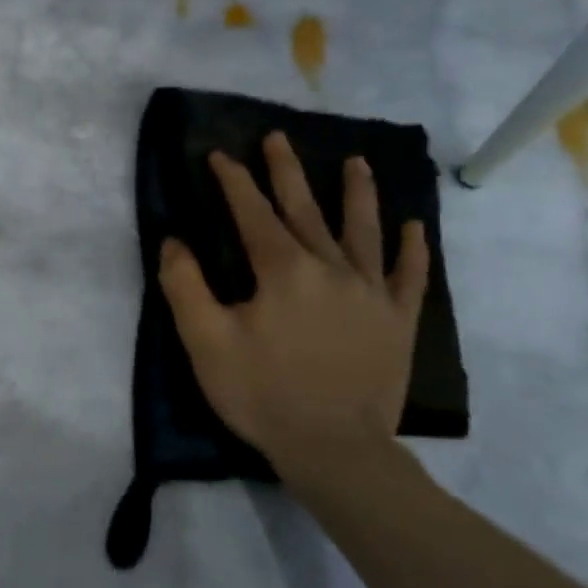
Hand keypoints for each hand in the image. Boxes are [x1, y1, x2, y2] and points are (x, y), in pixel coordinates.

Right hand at [158, 133, 429, 480]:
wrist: (335, 450)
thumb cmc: (262, 394)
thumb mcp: (206, 343)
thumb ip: (185, 286)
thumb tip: (174, 241)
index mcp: (283, 270)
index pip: (253, 212)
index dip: (234, 181)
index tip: (220, 154)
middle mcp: (330, 268)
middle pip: (305, 208)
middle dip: (287, 171)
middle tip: (278, 137)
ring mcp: (371, 293)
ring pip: (363, 230)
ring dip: (358, 193)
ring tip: (357, 162)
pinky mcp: (398, 321)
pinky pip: (409, 277)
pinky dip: (413, 251)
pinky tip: (414, 228)